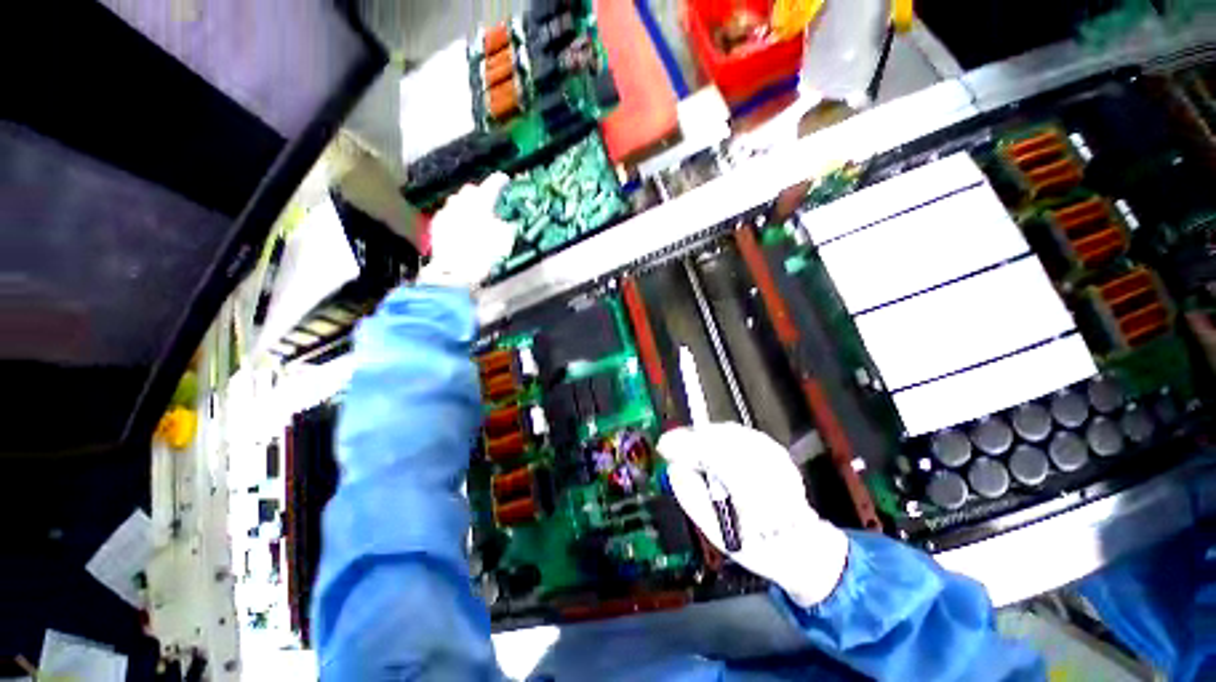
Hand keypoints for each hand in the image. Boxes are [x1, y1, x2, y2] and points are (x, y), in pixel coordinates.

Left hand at [418, 173, 514, 288]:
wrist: (454, 271)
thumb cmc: (483, 255)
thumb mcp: (504, 241)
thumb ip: (506, 226)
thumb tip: (506, 222)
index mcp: (480, 203)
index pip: (492, 185)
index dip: (500, 181)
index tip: (504, 179)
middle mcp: (461, 202)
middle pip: (471, 190)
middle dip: (480, 193)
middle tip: (489, 201)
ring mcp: (446, 212)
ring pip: (458, 201)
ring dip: (467, 205)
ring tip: (475, 214)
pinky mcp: (437, 224)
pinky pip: (448, 213)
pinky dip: (456, 216)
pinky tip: (461, 226)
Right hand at [658, 423, 849, 606]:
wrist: (800, 545)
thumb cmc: (755, 545)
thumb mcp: (715, 531)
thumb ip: (690, 495)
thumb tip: (674, 465)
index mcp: (755, 489)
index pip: (713, 453)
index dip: (684, 445)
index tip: (663, 446)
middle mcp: (768, 464)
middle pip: (719, 437)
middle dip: (692, 440)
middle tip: (674, 450)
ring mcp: (773, 452)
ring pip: (728, 433)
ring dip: (705, 439)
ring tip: (693, 453)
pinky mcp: (774, 447)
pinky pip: (737, 435)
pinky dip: (719, 440)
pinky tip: (714, 454)